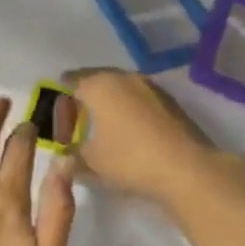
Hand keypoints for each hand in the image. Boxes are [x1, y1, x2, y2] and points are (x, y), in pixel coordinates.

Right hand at [61, 68, 224, 206]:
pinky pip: (139, 99)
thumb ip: (72, 156)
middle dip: (84, 99)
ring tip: (102, 129)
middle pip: (96, 80)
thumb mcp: (91, 163)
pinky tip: (128, 132)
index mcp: (99, 85)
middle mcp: (125, 77)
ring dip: (108, 104)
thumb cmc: (129, 159)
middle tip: (77, 123)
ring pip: (120, 88)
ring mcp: (151, 86)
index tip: (57, 118)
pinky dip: (128, 110)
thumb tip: (66, 155)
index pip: (71, 80)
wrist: (186, 168)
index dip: (60, 98)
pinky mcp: (170, 101)